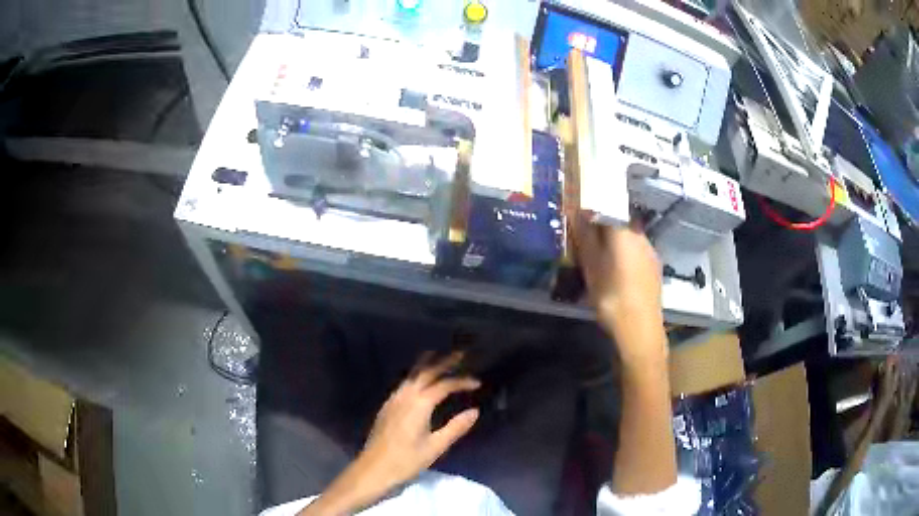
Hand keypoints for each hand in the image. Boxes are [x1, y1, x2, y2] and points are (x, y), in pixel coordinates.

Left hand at [358, 353, 480, 488]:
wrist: (373, 470)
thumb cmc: (406, 461)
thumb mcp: (435, 447)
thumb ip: (455, 427)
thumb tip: (474, 411)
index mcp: (419, 404)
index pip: (444, 385)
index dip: (462, 381)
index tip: (478, 382)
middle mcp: (405, 396)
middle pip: (426, 372)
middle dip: (444, 362)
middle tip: (461, 353)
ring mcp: (393, 400)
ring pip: (412, 375)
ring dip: (428, 365)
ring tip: (440, 358)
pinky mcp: (387, 407)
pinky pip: (404, 383)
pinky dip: (416, 376)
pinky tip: (420, 382)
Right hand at [574, 214, 665, 362]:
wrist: (640, 328)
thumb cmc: (611, 296)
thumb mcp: (591, 267)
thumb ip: (584, 238)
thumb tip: (577, 214)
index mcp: (623, 231)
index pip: (606, 208)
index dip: (590, 212)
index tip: (578, 220)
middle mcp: (640, 235)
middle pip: (618, 223)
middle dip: (602, 229)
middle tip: (586, 244)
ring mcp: (650, 252)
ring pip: (628, 239)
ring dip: (614, 244)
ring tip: (600, 261)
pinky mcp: (655, 268)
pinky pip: (637, 253)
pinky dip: (625, 256)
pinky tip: (617, 274)